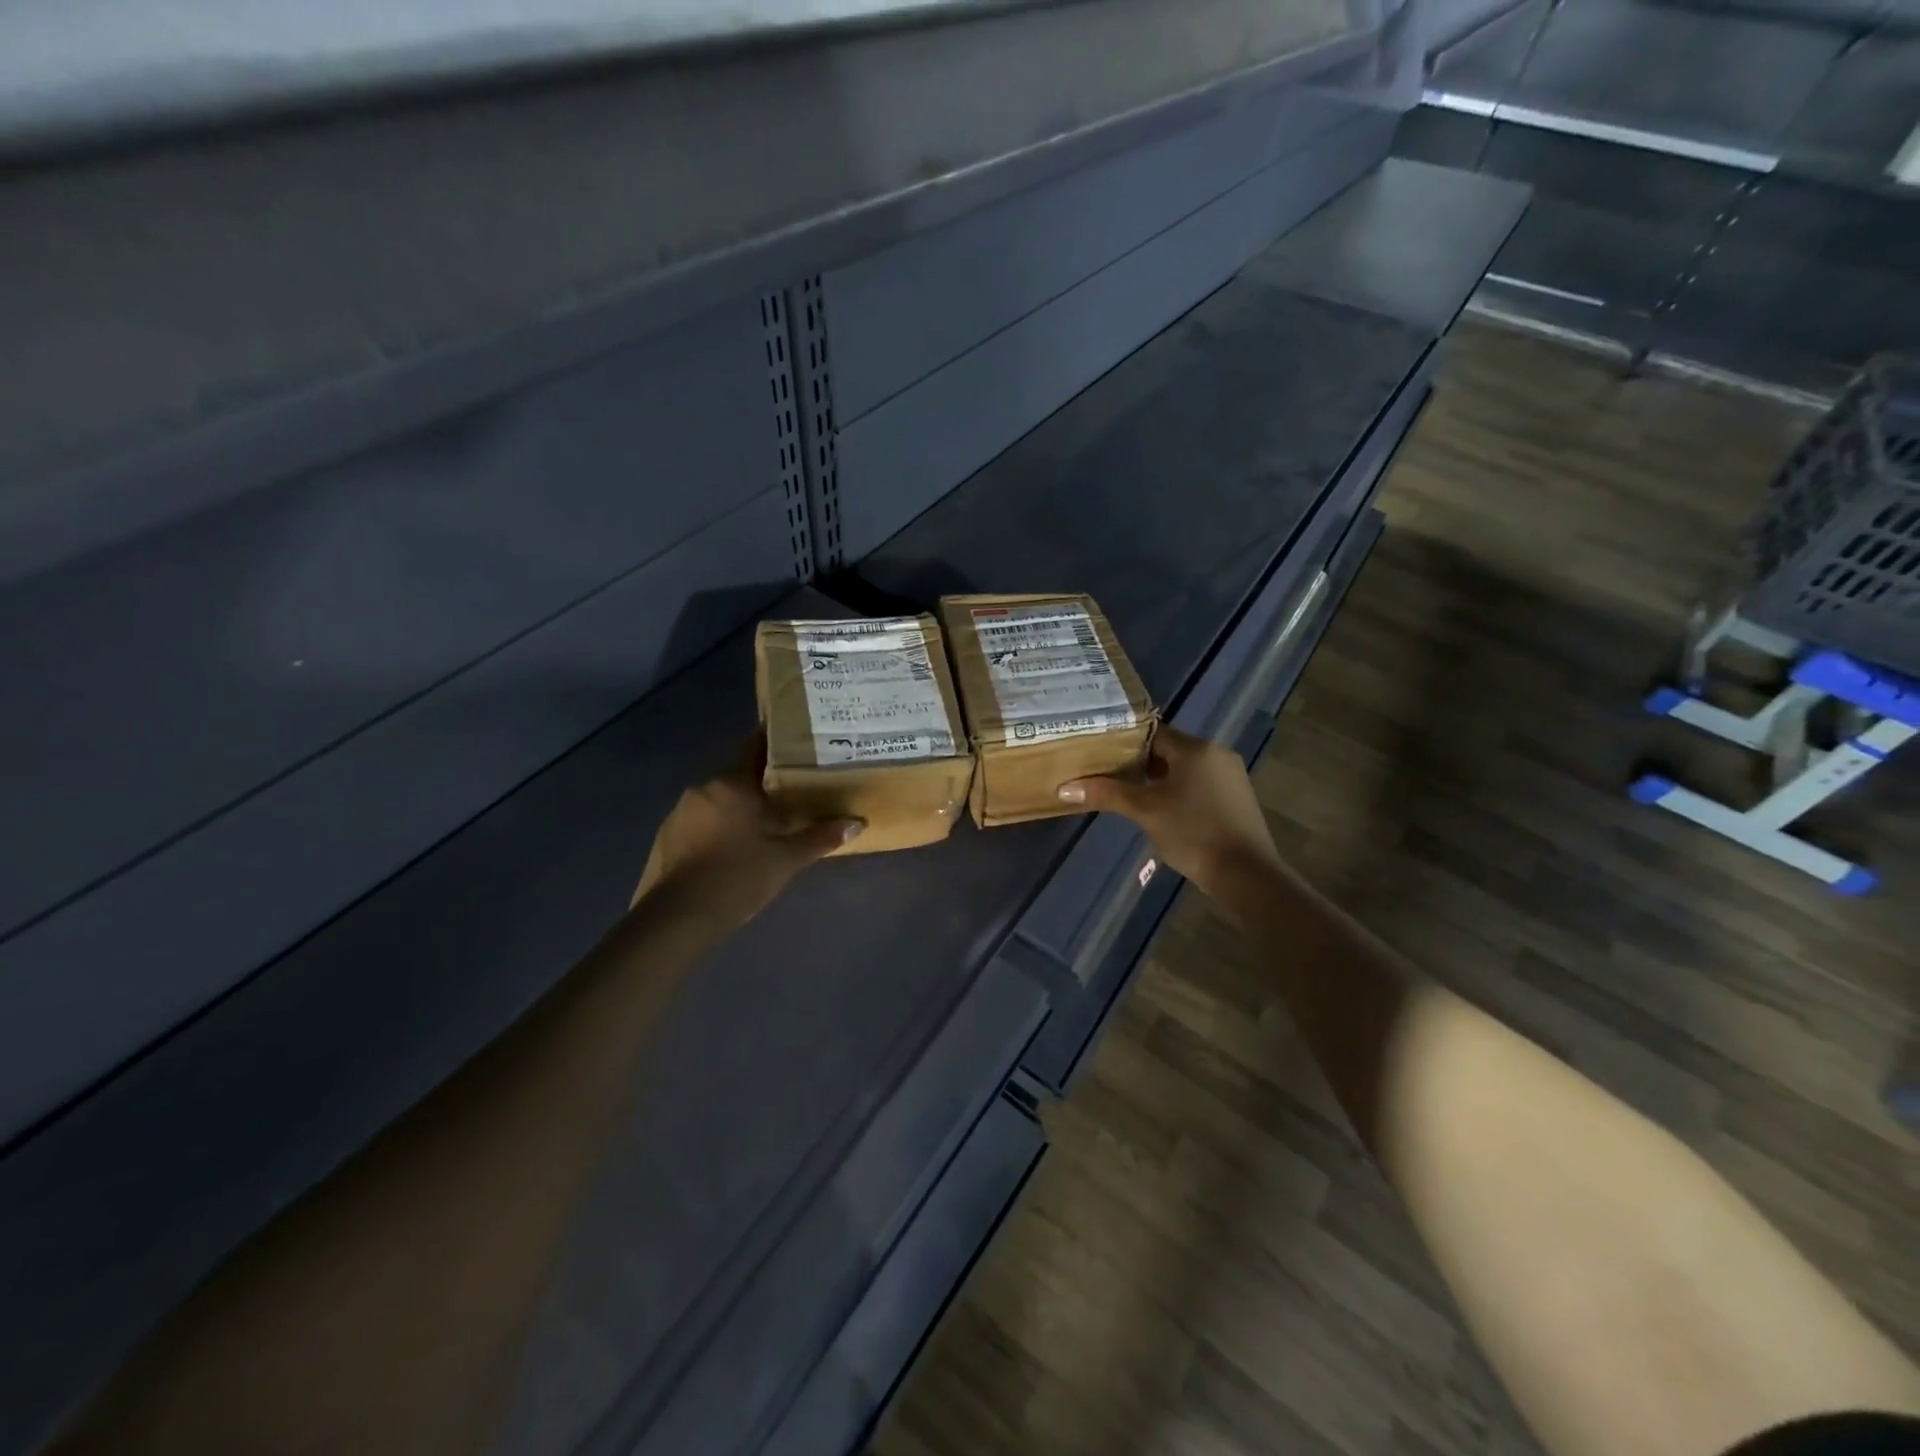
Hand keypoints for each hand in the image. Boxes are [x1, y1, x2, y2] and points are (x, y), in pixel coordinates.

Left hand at [632, 734, 860, 929]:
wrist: (677, 917)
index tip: (791, 738)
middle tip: (787, 796)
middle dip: (760, 785)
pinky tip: (729, 851)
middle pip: (737, 777)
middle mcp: (703, 788)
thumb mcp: (785, 860)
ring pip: (717, 801)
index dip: (773, 741)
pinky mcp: (666, 836)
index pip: (755, 748)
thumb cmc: (737, 877)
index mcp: (733, 784)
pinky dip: (715, 829)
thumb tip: (856, 823)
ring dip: (736, 809)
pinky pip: (698, 822)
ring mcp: (680, 812)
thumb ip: (820, 838)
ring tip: (760, 828)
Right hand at [1058, 726, 1280, 898]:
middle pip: (1169, 749)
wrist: (1247, 875)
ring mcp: (1231, 776)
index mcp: (1196, 749)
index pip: (1153, 732)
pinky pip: (1200, 784)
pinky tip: (1163, 811)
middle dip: (1140, 762)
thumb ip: (1107, 794)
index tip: (1100, 751)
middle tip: (1109, 774)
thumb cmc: (1193, 833)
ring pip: (1185, 768)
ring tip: (1130, 794)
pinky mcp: (1237, 799)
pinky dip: (1179, 791)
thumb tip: (1064, 788)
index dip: (1125, 741)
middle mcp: (1216, 754)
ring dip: (1159, 779)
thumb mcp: (1145, 811)